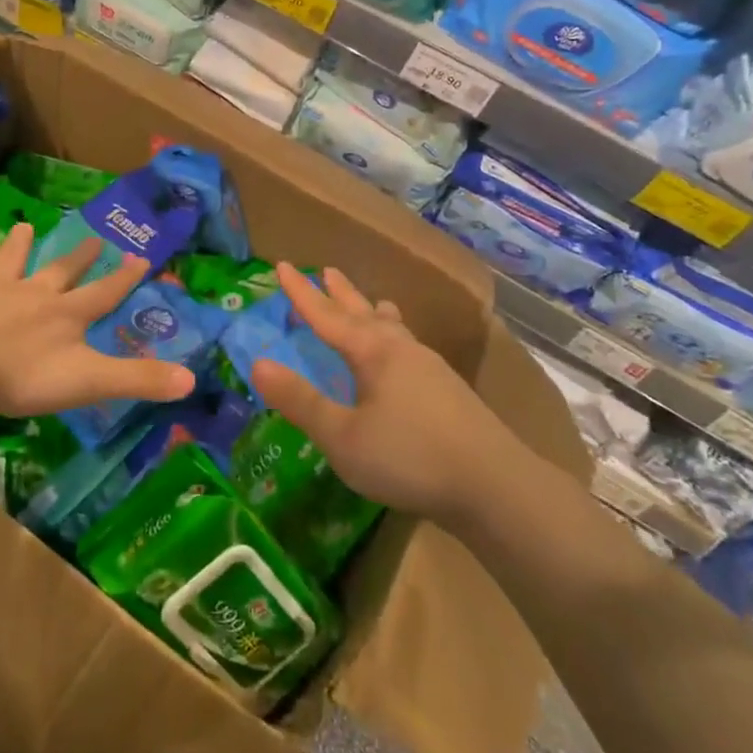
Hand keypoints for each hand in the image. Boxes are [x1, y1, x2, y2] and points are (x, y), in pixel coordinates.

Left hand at [0, 222, 197, 419]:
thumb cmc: (22, 375)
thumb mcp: (87, 381)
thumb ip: (136, 380)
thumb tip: (191, 379)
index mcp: (66, 314)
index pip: (104, 293)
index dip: (124, 278)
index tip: (141, 257)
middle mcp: (33, 294)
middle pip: (61, 271)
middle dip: (79, 257)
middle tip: (94, 238)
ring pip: (9, 261)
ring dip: (18, 245)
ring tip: (25, 225)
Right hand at [250, 264, 510, 525]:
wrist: (495, 486)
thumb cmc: (409, 457)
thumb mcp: (342, 436)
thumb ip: (300, 401)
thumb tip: (257, 363)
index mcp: (373, 353)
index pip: (326, 316)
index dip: (301, 293)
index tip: (281, 266)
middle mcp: (401, 349)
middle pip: (364, 312)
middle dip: (341, 293)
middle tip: (326, 270)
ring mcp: (430, 368)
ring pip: (394, 328)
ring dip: (375, 311)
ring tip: (375, 302)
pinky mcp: (449, 391)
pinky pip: (410, 348)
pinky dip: (396, 337)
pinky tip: (405, 356)